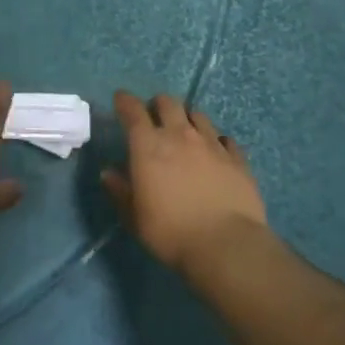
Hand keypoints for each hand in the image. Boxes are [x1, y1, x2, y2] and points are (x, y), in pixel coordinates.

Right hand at [103, 91, 267, 273]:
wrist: (226, 245)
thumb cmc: (171, 232)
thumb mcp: (135, 217)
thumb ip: (120, 191)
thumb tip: (108, 173)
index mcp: (148, 146)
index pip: (133, 110)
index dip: (125, 101)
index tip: (120, 99)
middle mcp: (179, 136)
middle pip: (168, 103)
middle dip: (158, 104)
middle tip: (154, 116)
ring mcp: (211, 144)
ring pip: (197, 115)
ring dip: (187, 119)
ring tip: (186, 131)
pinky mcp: (237, 159)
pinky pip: (225, 139)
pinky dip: (216, 141)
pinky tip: (216, 152)